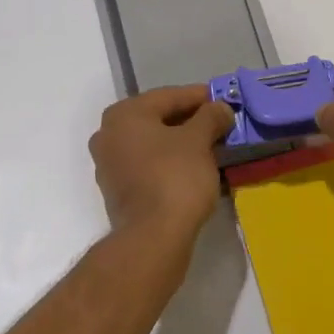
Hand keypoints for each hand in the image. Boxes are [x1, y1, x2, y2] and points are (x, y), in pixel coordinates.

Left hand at [88, 85, 233, 244]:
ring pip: (153, 143)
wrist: (153, 237)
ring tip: (212, 146)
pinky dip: (170, 162)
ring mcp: (109, 165)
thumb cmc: (175, 177)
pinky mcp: (118, 191)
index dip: (200, 97)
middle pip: (158, 119)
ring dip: (181, 143)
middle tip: (220, 123)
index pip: (169, 96)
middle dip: (191, 120)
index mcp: (124, 114)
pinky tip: (195, 168)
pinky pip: (148, 165)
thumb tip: (221, 108)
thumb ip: (211, 117)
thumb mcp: (199, 140)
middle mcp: (109, 134)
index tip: (224, 100)